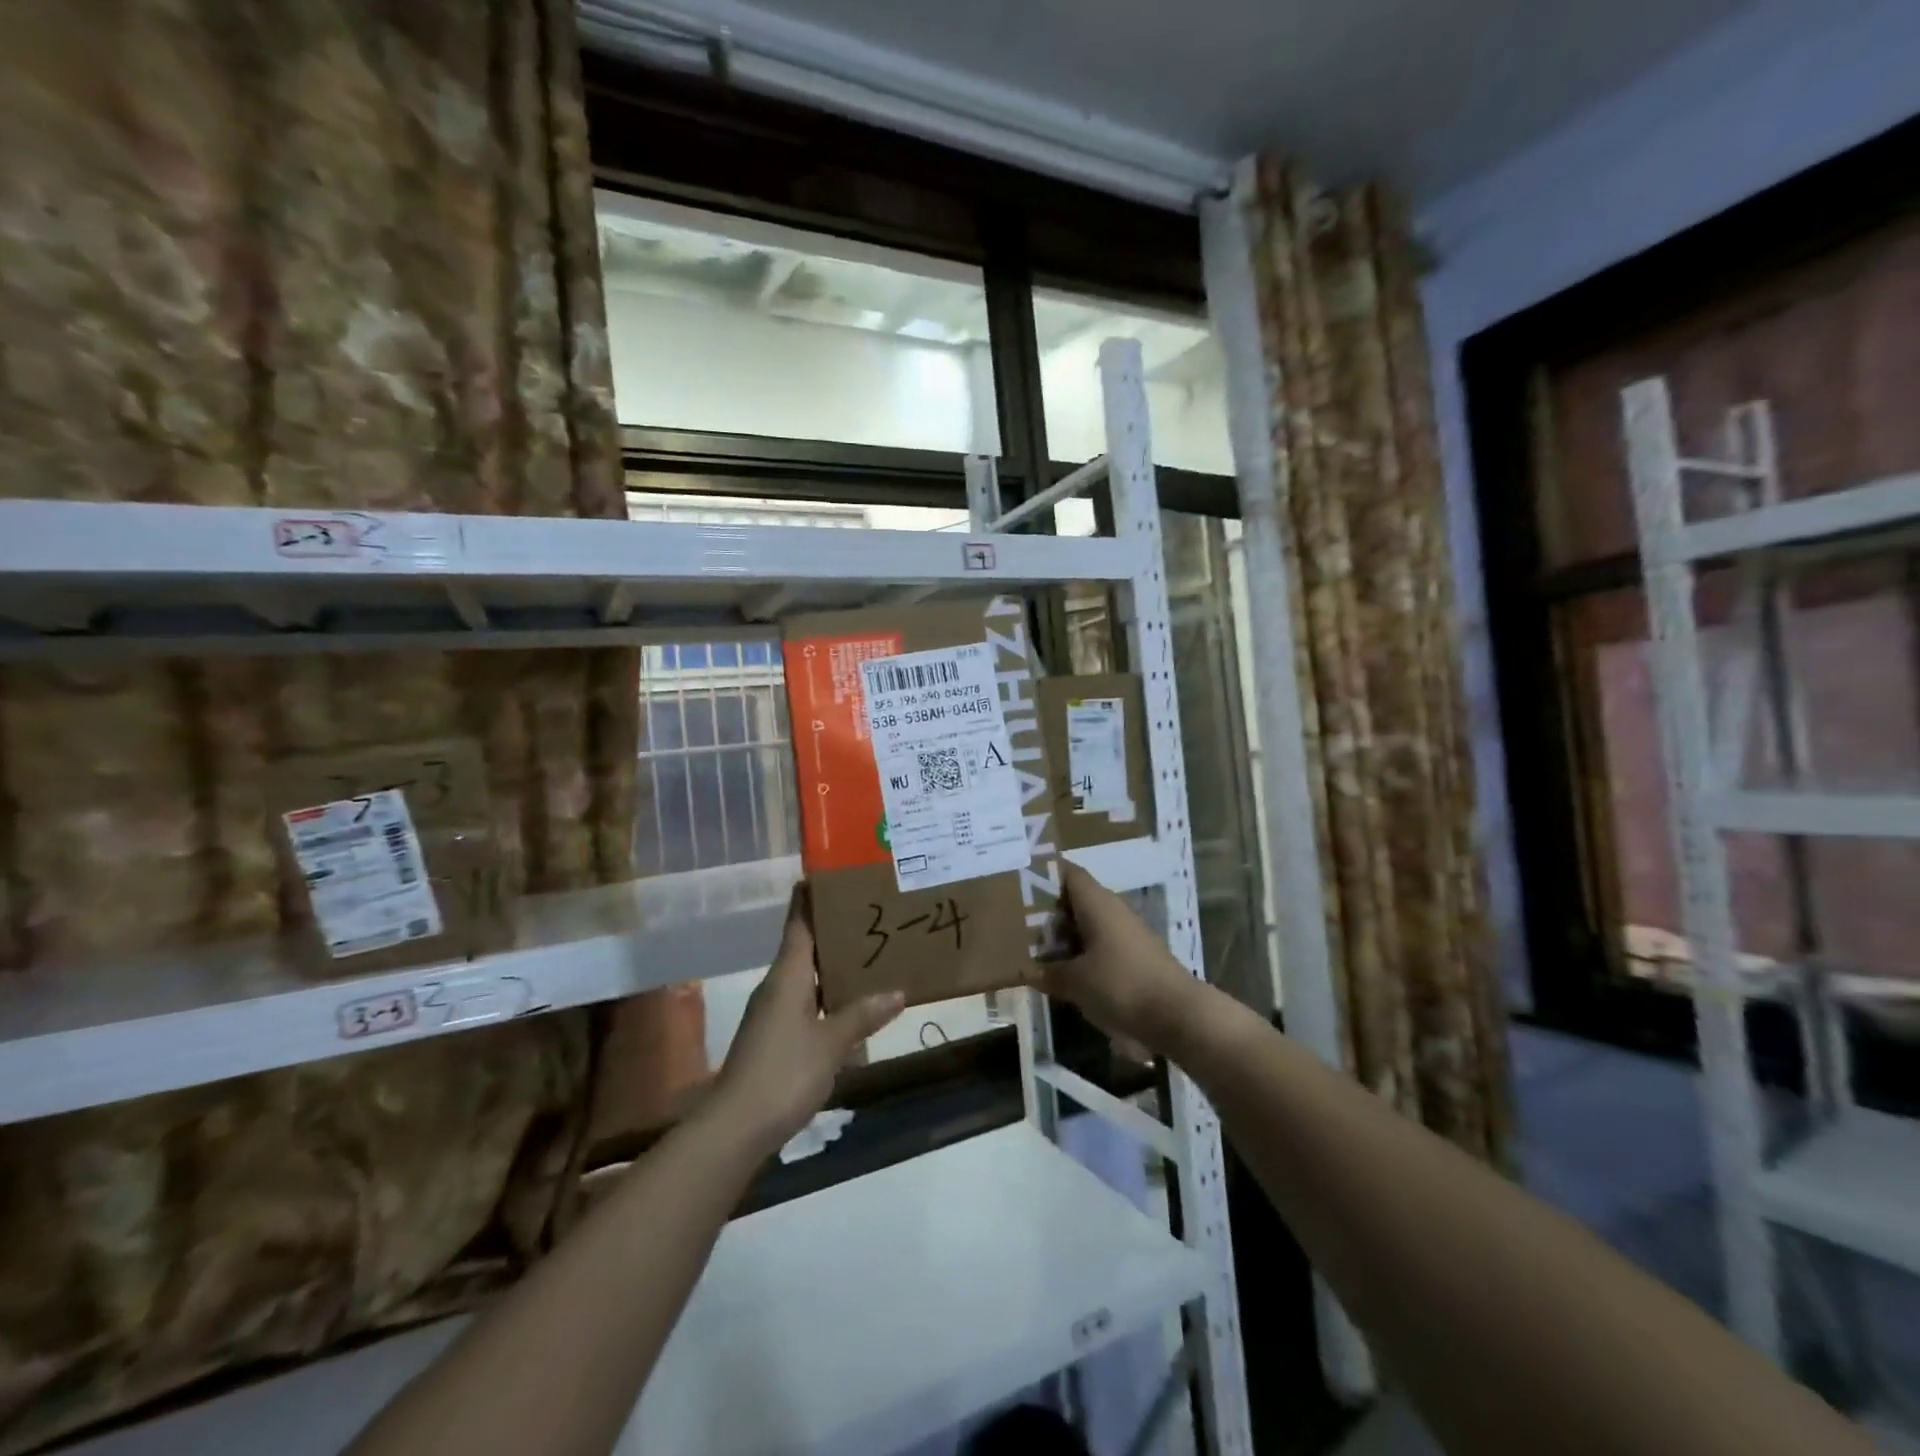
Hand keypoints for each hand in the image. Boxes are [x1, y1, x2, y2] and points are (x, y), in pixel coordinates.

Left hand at [710, 887, 904, 1156]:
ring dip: (833, 962)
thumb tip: (897, 992)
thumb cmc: (783, 1073)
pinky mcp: (776, 1036)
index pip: (799, 922)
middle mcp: (778, 985)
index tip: (831, 873)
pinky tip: (852, 1001)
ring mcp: (774, 1012)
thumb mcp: (830, 1043)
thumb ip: (862, 1015)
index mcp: (788, 975)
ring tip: (870, 950)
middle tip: (870, 910)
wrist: (736, 1128)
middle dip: (834, 927)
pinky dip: (828, 992)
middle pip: (805, 944)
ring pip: (807, 974)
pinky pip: (806, 1000)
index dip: (811, 896)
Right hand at [1025, 861, 1199, 1052]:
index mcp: (1097, 902)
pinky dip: (1080, 951)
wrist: (1178, 1016)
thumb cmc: (1121, 986)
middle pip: (1075, 898)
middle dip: (1047, 908)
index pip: (1067, 872)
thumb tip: (1026, 970)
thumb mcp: (1074, 982)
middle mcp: (1112, 909)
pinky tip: (1064, 970)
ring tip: (1032, 946)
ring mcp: (1126, 933)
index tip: (1016, 881)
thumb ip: (1047, 973)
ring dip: (1063, 933)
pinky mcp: (1135, 956)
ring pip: (1087, 923)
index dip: (1042, 874)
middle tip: (1014, 919)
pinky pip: (1099, 944)